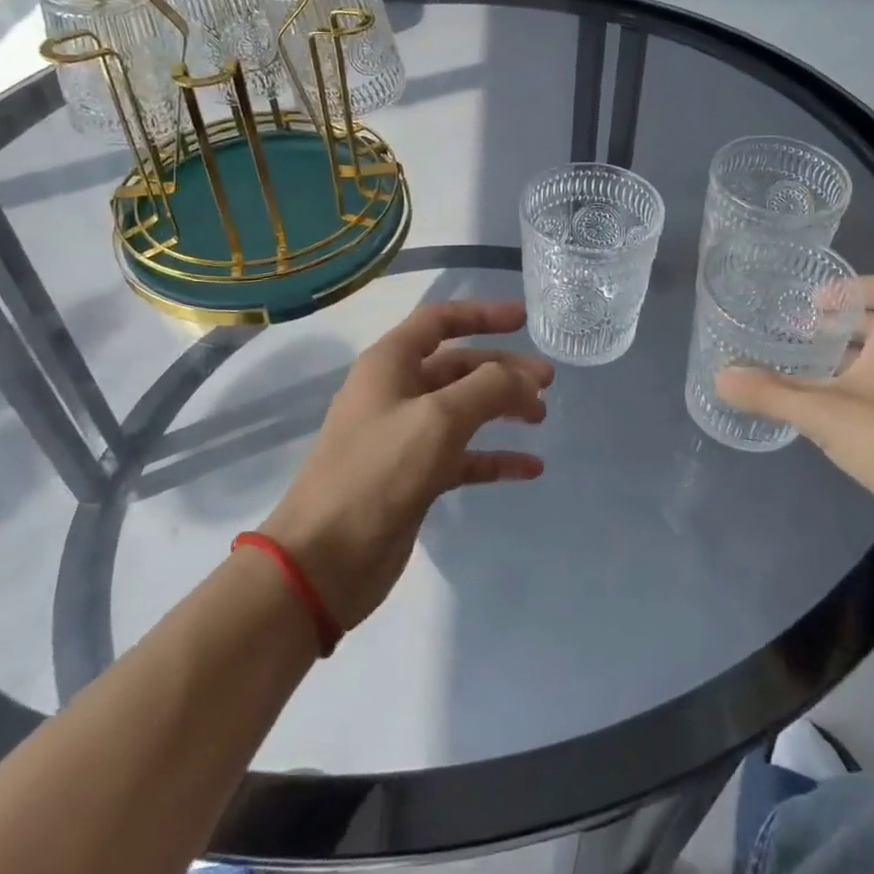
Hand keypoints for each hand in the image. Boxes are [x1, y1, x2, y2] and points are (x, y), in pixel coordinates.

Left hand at [260, 299, 553, 630]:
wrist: (325, 559)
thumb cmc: (378, 473)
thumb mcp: (438, 419)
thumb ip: (488, 388)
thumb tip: (524, 378)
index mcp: (390, 363)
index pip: (439, 321)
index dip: (481, 314)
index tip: (524, 319)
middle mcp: (396, 392)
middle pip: (458, 367)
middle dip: (503, 369)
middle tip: (548, 382)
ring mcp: (404, 437)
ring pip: (463, 410)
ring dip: (501, 409)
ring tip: (541, 417)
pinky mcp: (414, 477)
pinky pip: (463, 456)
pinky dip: (494, 457)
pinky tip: (529, 468)